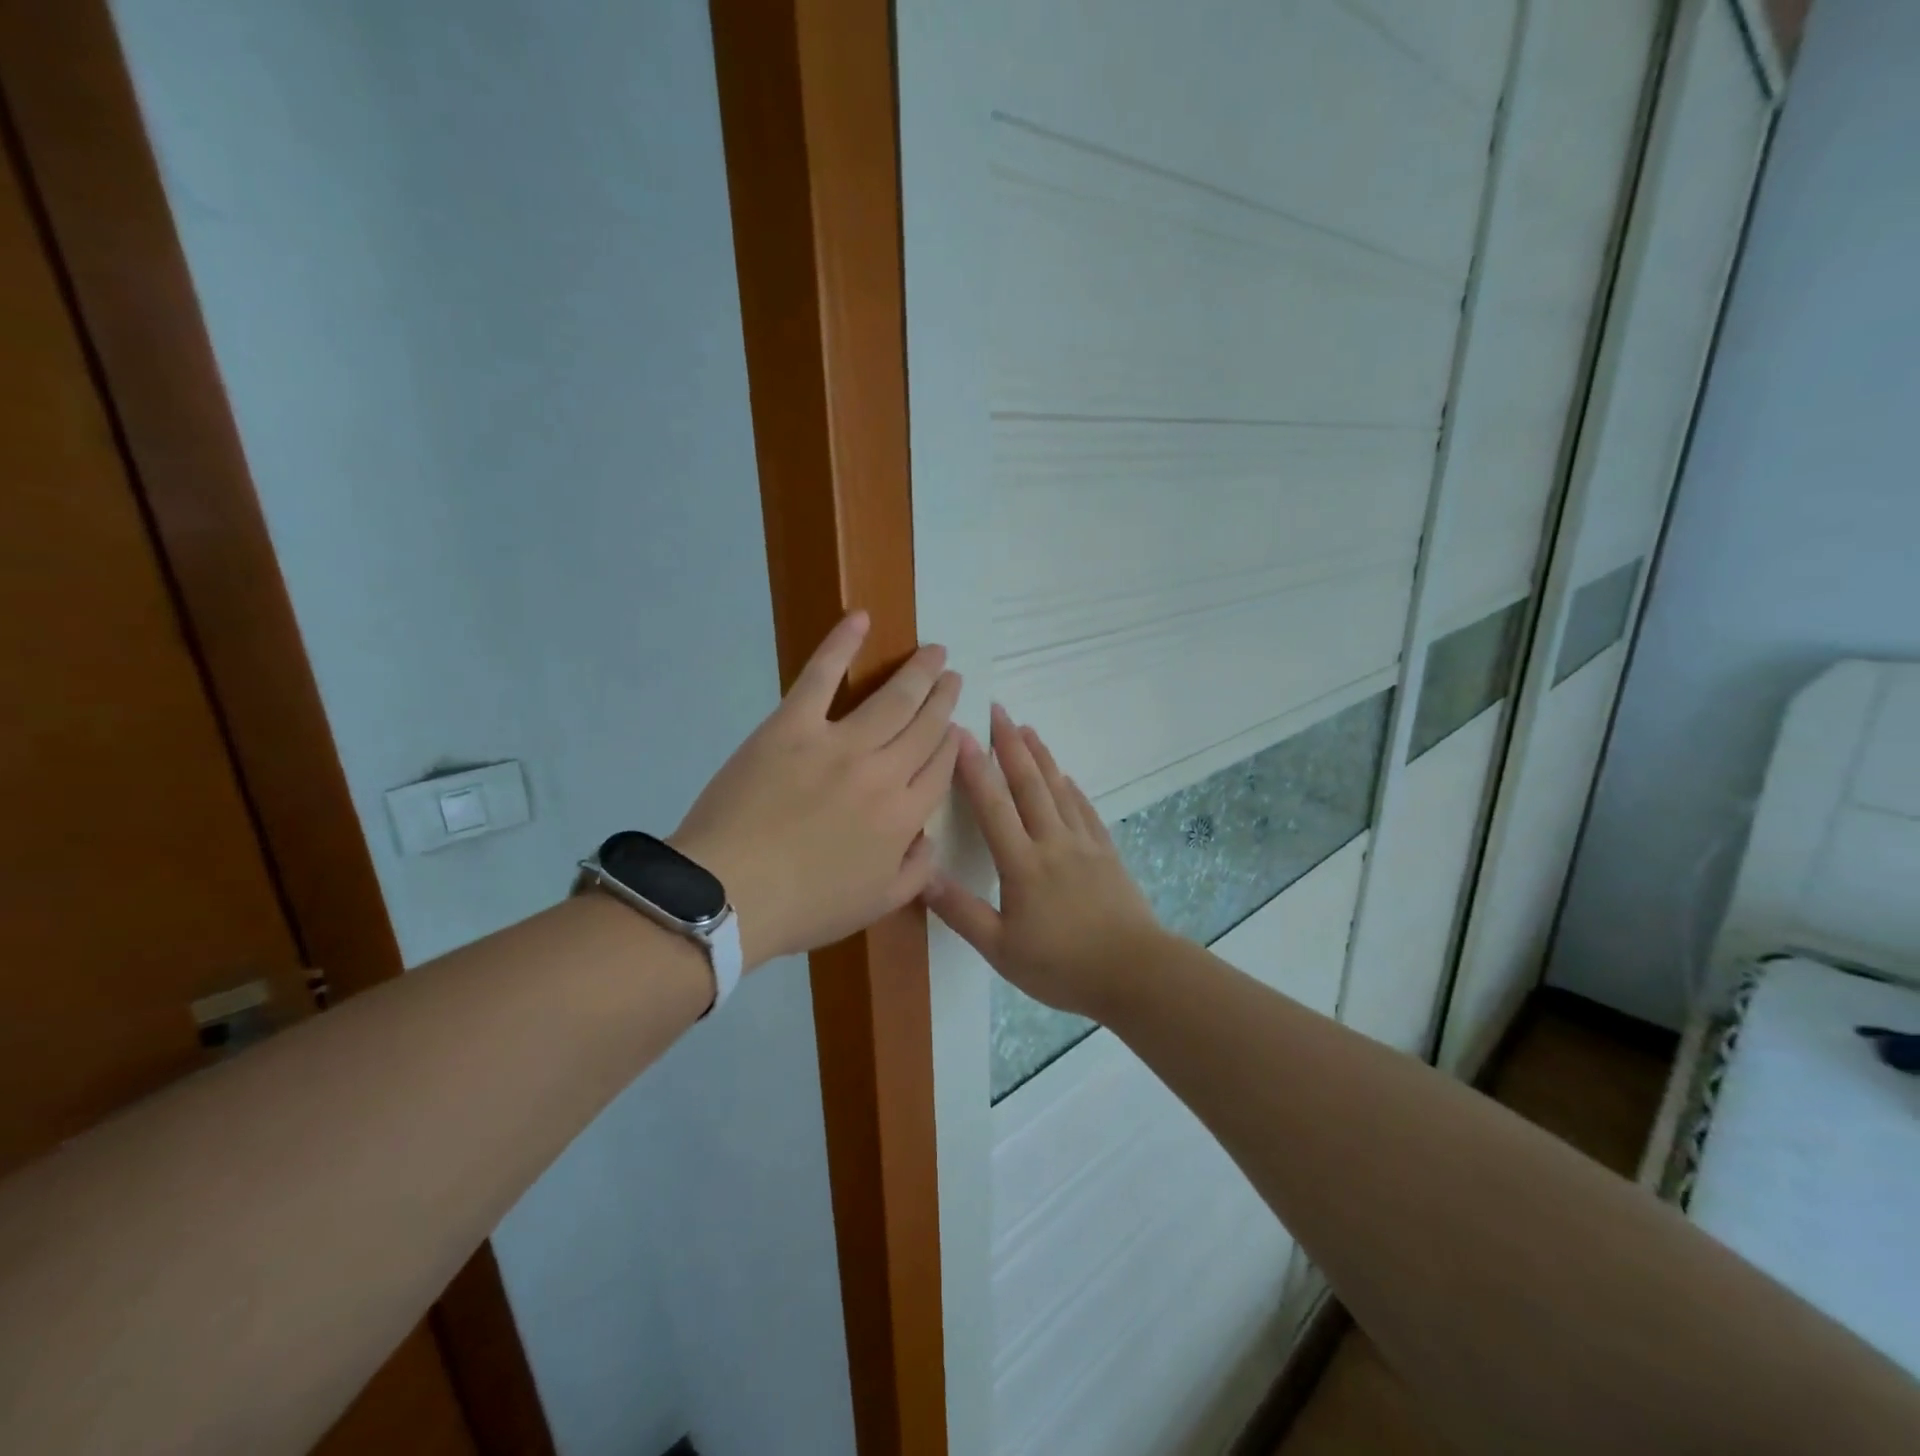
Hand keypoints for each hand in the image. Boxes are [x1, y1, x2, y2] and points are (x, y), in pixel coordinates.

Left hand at [672, 612, 961, 971]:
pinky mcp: (792, 726)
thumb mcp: (874, 906)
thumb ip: (915, 872)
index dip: (951, 743)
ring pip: (892, 699)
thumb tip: (930, 838)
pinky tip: (861, 619)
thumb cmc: (803, 907)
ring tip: (934, 652)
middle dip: (944, 697)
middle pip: (925, 726)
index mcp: (904, 817)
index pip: (940, 768)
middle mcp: (884, 772)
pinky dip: (842, 644)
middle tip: (953, 675)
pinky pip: (822, 676)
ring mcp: (839, 744)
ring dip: (918, 672)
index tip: (955, 726)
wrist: (730, 895)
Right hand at [925, 705, 1162, 1019]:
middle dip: (1011, 745)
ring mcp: (1084, 845)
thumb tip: (921, 877)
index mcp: (1022, 864)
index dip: (975, 767)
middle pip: (1029, 784)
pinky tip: (1066, 778)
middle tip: (998, 710)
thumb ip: (961, 912)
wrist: (1135, 973)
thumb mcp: (1001, 950)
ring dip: (1041, 757)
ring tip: (1028, 730)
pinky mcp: (1107, 854)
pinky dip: (1072, 789)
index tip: (961, 732)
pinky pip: (1085, 811)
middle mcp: (1053, 842)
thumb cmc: (1062, 967)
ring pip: (1059, 790)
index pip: (993, 806)